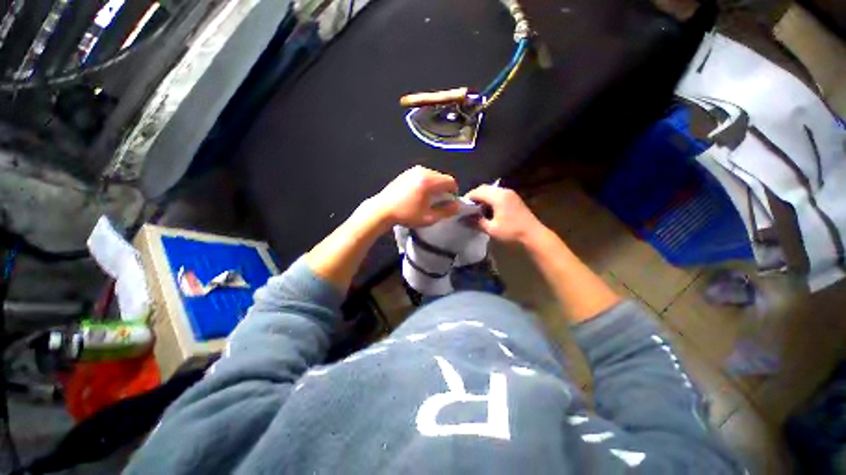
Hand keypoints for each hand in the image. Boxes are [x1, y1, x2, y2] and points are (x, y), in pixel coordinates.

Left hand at [370, 166, 459, 227]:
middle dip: (444, 189)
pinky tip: (418, 194)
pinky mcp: (406, 172)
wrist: (382, 209)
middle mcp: (422, 171)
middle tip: (438, 202)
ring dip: (435, 186)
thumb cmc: (406, 214)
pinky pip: (423, 175)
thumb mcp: (429, 217)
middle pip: (442, 177)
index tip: (449, 202)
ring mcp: (413, 170)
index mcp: (429, 181)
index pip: (450, 181)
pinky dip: (426, 183)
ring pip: (433, 176)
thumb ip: (446, 211)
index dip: (454, 192)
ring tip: (428, 199)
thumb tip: (457, 205)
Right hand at [465, 185, 545, 244]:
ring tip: (476, 209)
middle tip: (467, 208)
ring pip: (491, 190)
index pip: (477, 192)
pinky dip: (489, 199)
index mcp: (497, 196)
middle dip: (474, 196)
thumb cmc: (511, 232)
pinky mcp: (513, 198)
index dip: (467, 198)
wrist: (533, 235)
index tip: (461, 207)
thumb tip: (462, 219)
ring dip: (482, 197)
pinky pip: (497, 194)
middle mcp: (503, 191)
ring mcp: (510, 193)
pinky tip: (487, 209)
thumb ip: (476, 222)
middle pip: (484, 188)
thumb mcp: (491, 229)